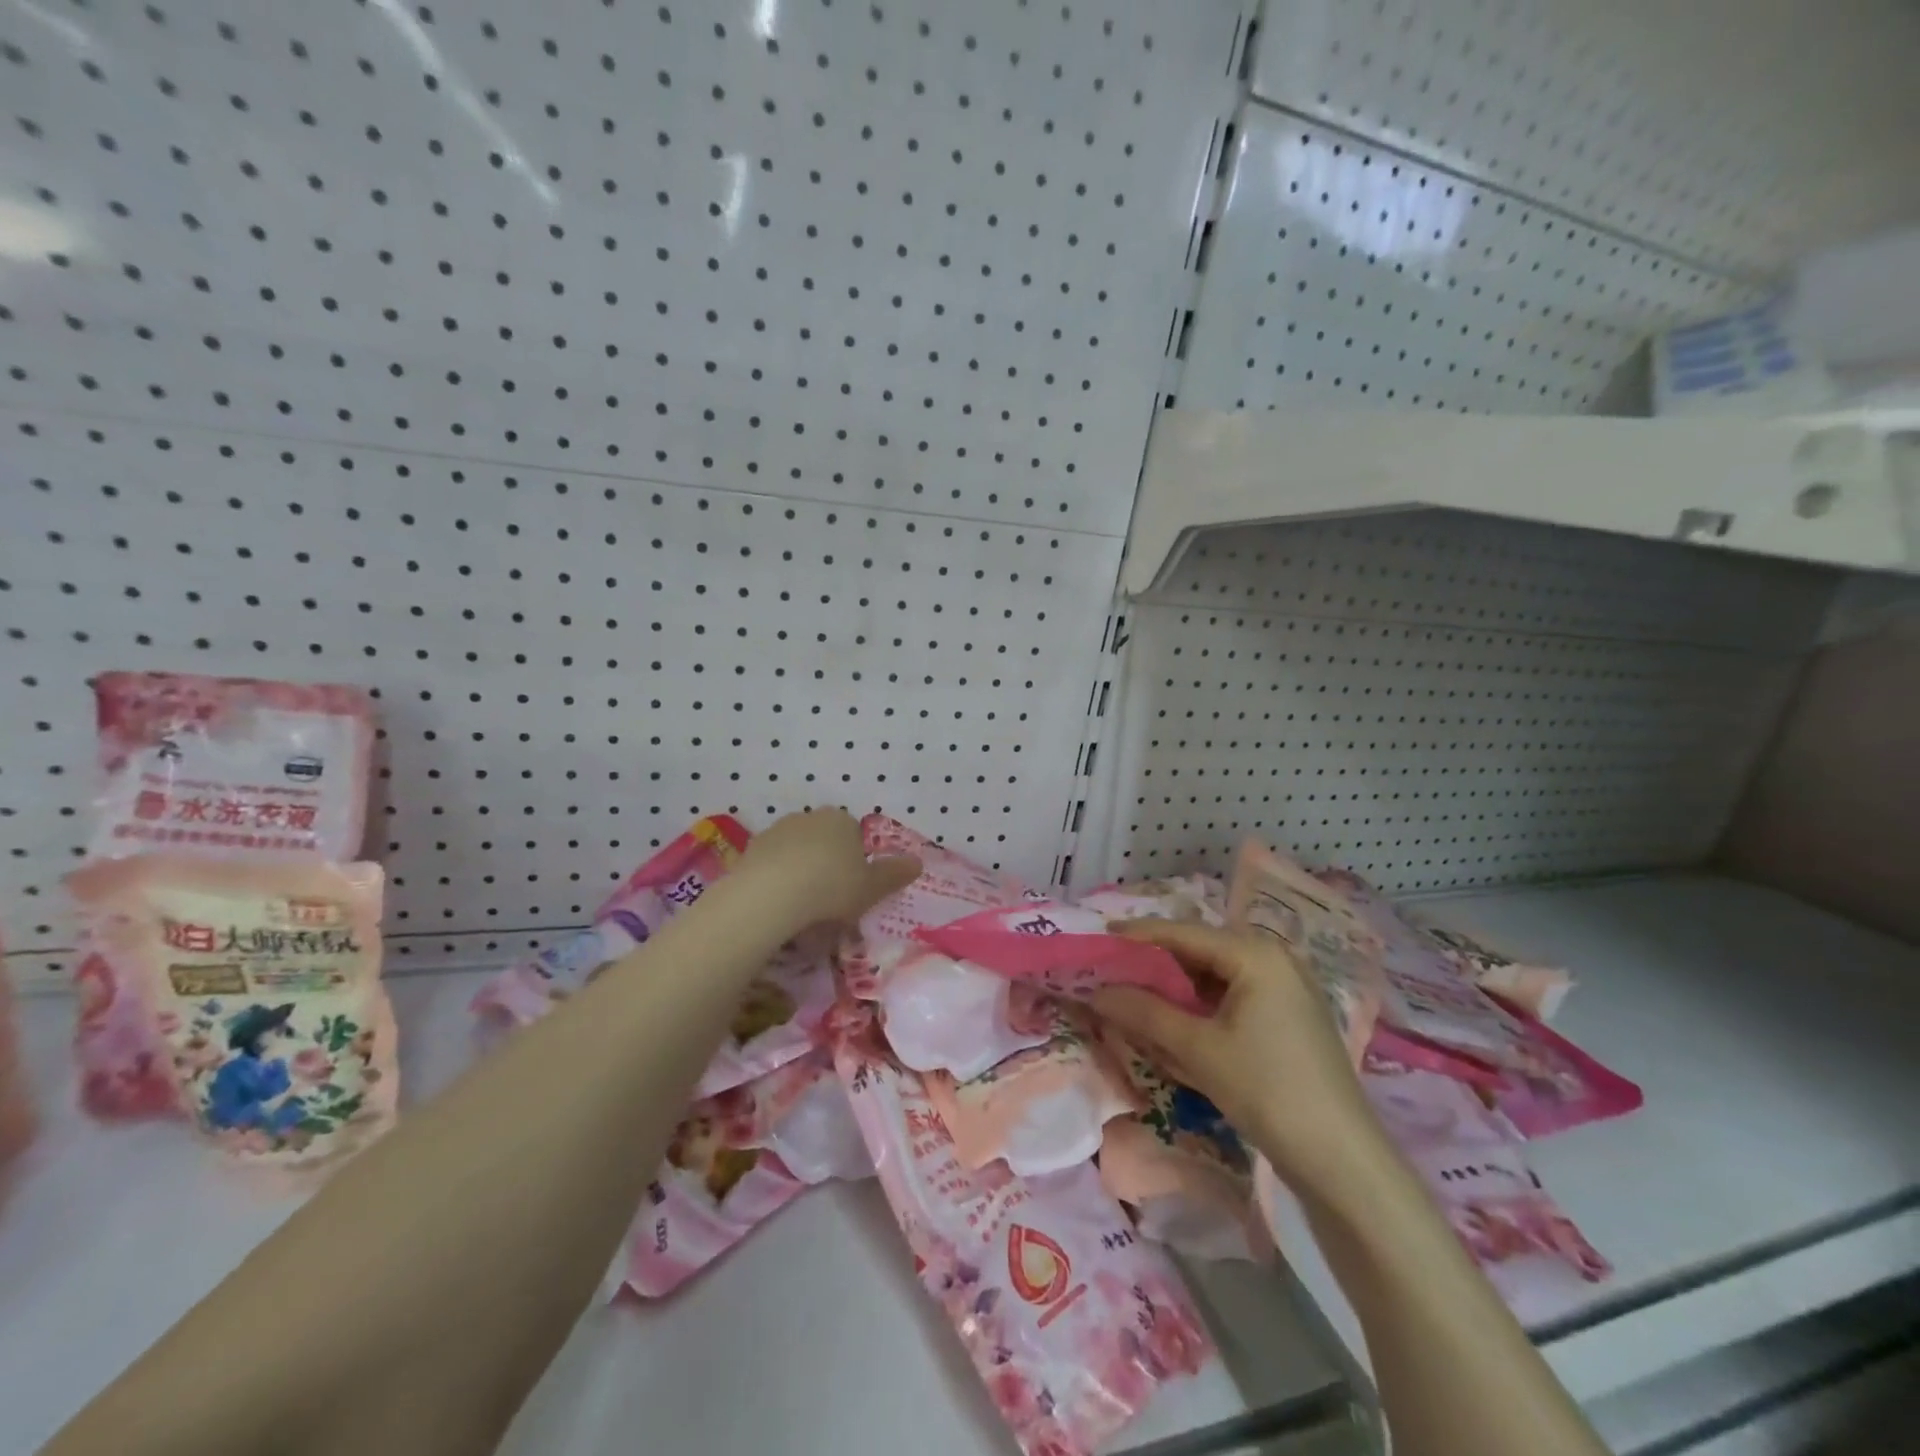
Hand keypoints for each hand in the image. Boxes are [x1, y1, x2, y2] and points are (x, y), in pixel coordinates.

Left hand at [735, 808, 920, 928]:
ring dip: (800, 875)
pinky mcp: (750, 850)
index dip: (856, 864)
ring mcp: (776, 832)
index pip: (854, 836)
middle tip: (830, 904)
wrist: (771, 895)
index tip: (854, 891)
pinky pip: (771, 868)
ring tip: (802, 912)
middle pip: (824, 843)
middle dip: (827, 868)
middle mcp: (809, 818)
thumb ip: (894, 874)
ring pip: (796, 855)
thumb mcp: (872, 887)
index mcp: (841, 820)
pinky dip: (777, 884)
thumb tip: (918, 863)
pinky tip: (779, 909)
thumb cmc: (832, 887)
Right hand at [1091, 920, 1379, 1193]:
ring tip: (1135, 999)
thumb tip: (1096, 991)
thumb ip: (1144, 1012)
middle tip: (1111, 974)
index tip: (1098, 938)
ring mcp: (1285, 989)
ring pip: (1214, 977)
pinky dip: (1201, 1008)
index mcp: (1256, 953)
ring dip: (1176, 989)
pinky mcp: (1288, 1019)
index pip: (1183, 932)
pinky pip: (1232, 998)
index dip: (1138, 935)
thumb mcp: (1199, 1049)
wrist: (1343, 1162)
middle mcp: (1273, 959)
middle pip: (1199, 951)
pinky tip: (1176, 1024)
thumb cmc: (1268, 1090)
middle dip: (1155, 965)